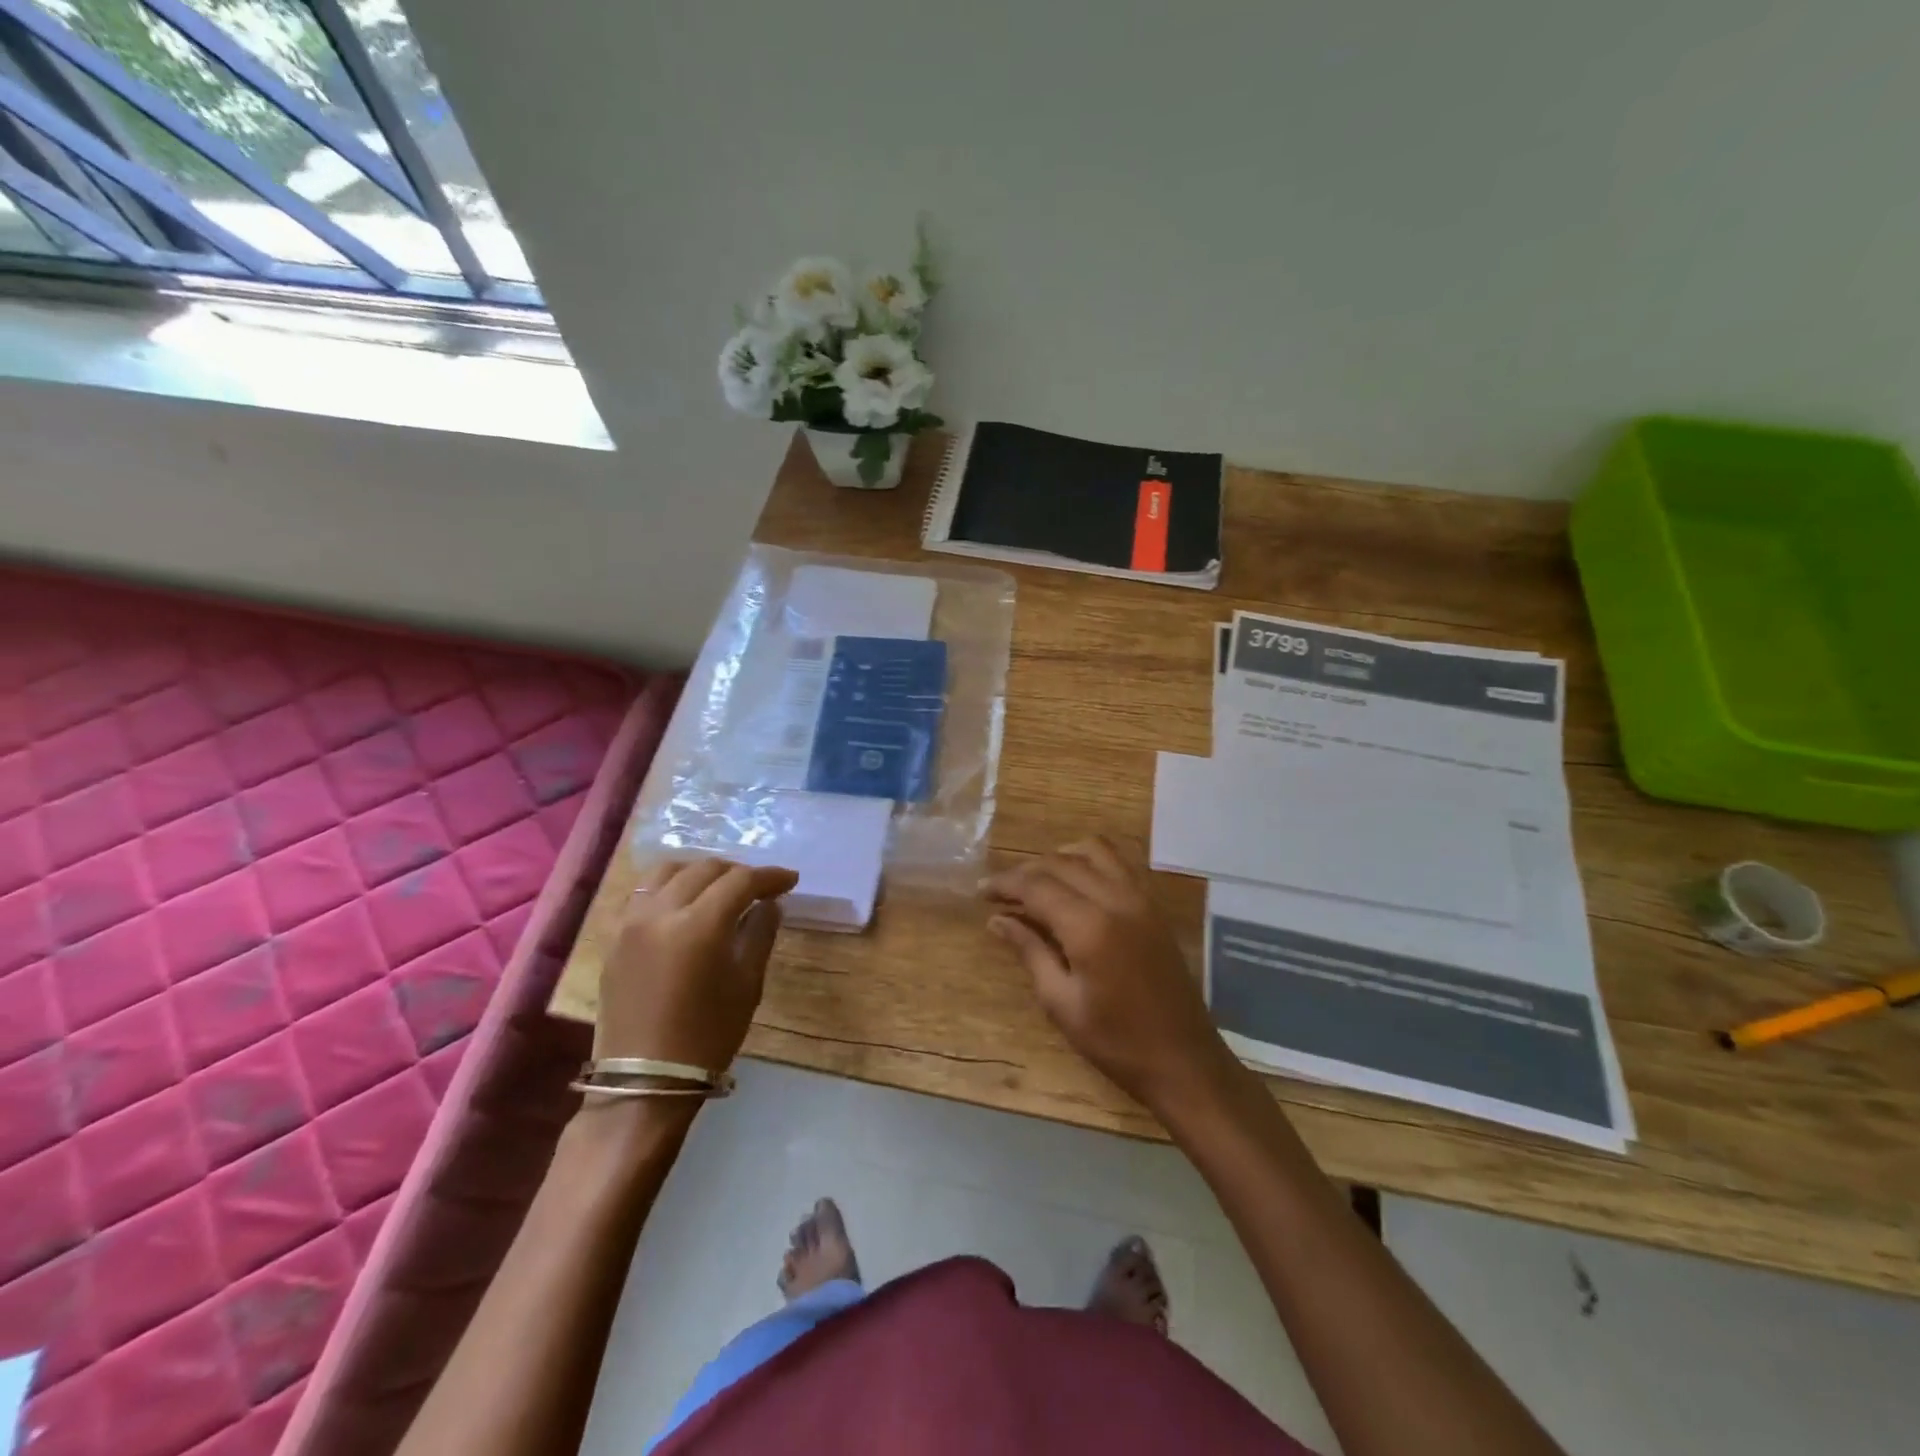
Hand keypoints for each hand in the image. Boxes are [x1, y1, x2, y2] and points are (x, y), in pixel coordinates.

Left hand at [596, 858, 798, 1072]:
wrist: (645, 1081)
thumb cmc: (707, 1036)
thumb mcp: (747, 985)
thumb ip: (760, 934)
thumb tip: (770, 904)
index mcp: (699, 925)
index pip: (740, 881)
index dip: (769, 876)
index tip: (790, 880)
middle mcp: (661, 912)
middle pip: (704, 869)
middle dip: (737, 872)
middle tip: (759, 886)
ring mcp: (631, 922)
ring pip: (667, 871)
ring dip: (699, 871)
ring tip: (718, 886)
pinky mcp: (615, 937)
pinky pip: (642, 893)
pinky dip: (668, 885)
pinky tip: (683, 901)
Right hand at [983, 838, 1237, 1117]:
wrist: (1184, 1060)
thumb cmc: (1116, 1042)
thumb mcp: (1061, 1003)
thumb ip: (1030, 951)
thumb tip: (997, 920)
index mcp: (1090, 927)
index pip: (1037, 886)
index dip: (1005, 884)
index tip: (981, 892)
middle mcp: (1116, 899)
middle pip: (1061, 863)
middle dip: (1026, 871)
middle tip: (1001, 892)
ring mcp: (1140, 898)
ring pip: (1093, 851)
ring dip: (1059, 858)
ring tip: (1037, 882)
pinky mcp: (1153, 905)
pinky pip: (1118, 863)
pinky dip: (1089, 861)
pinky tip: (1074, 884)